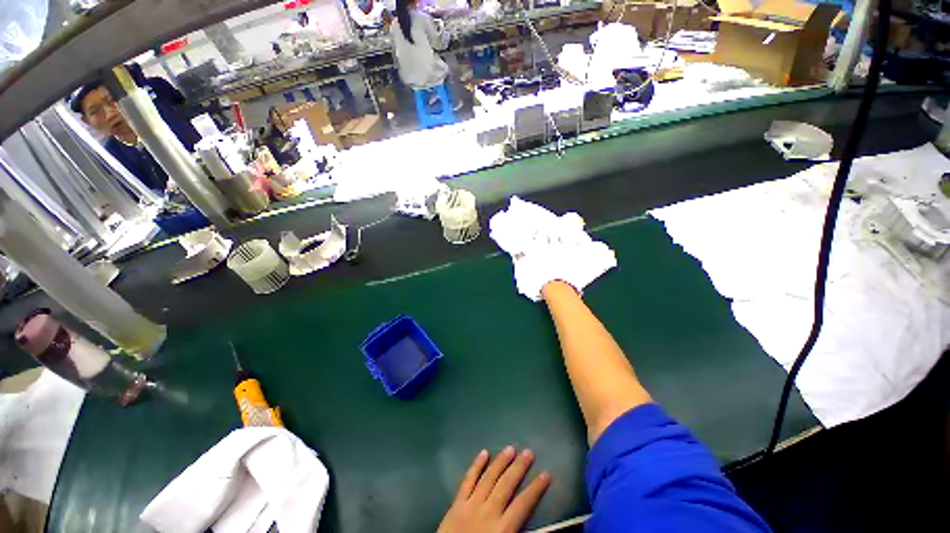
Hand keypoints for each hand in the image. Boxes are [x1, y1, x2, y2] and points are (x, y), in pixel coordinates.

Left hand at [438, 447, 550, 532]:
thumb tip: (551, 528)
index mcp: (504, 526)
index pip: (524, 502)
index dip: (537, 488)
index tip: (547, 474)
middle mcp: (488, 512)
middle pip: (506, 486)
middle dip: (519, 468)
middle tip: (529, 452)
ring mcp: (469, 506)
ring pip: (487, 480)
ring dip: (500, 463)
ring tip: (510, 449)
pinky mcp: (455, 505)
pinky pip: (466, 483)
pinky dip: (474, 467)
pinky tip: (482, 454)